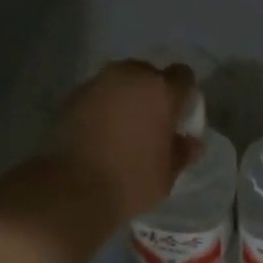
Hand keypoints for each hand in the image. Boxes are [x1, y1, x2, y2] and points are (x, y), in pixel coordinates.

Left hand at [47, 60, 199, 233]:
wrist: (72, 188)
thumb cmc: (130, 180)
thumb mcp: (167, 174)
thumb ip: (182, 151)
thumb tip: (190, 142)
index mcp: (162, 91)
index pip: (183, 75)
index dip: (183, 95)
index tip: (177, 117)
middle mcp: (132, 75)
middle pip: (149, 74)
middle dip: (151, 93)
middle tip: (148, 123)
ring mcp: (100, 82)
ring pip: (121, 81)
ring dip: (125, 97)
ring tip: (120, 127)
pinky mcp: (74, 94)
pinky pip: (98, 93)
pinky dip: (101, 105)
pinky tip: (98, 132)